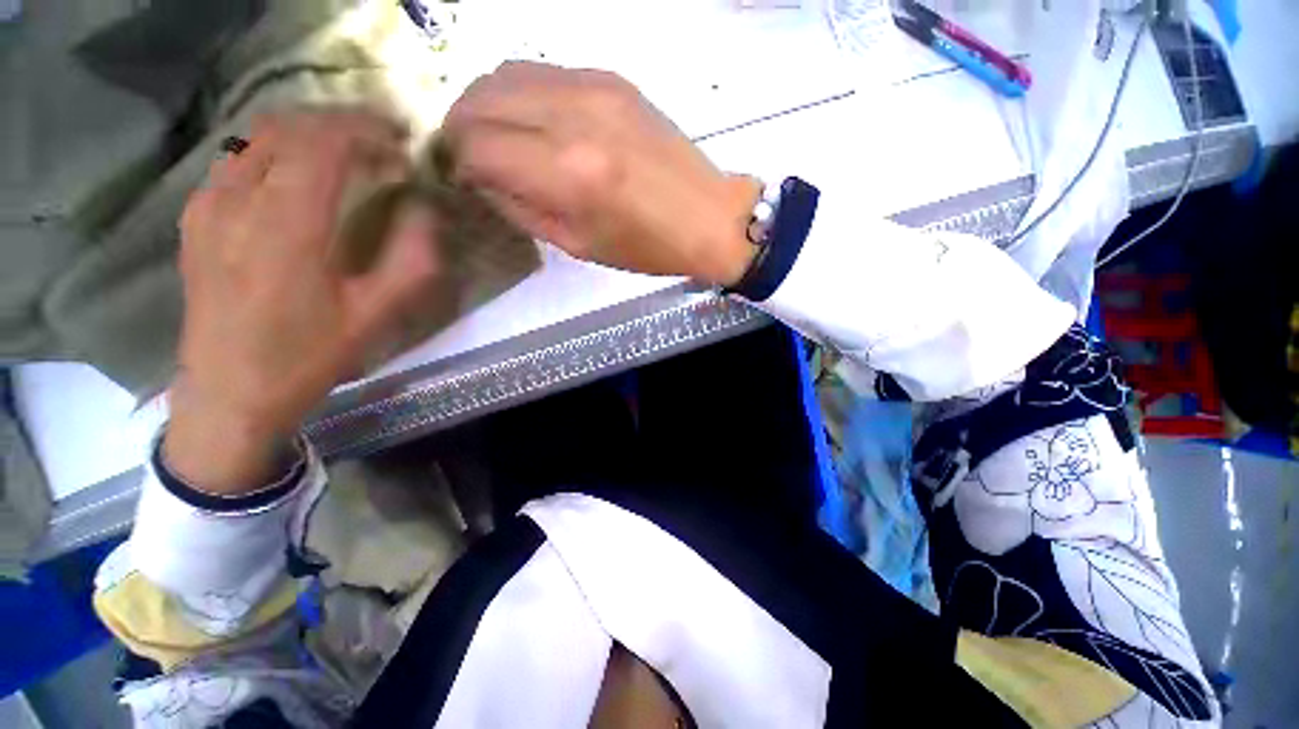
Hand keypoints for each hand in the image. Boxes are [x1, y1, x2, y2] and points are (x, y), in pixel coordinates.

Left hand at [166, 109, 441, 493]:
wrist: (228, 392)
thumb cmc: (307, 357)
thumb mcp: (376, 317)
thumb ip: (411, 261)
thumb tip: (425, 210)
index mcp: (287, 227)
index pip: (324, 142)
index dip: (367, 130)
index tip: (403, 143)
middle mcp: (240, 201)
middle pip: (290, 128)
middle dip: (342, 124)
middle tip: (382, 143)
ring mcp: (210, 206)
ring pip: (260, 138)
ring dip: (309, 134)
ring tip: (347, 153)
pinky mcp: (197, 218)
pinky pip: (238, 160)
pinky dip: (277, 152)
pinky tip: (298, 176)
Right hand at [442, 62, 761, 286]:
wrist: (708, 217)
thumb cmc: (647, 247)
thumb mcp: (578, 245)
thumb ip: (522, 208)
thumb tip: (482, 178)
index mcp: (567, 173)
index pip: (477, 146)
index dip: (455, 161)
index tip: (456, 176)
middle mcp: (573, 117)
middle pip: (481, 98)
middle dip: (459, 127)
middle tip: (464, 154)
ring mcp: (594, 87)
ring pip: (506, 72)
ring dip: (485, 104)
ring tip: (491, 136)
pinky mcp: (611, 77)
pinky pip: (543, 71)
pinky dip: (520, 93)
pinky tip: (530, 120)